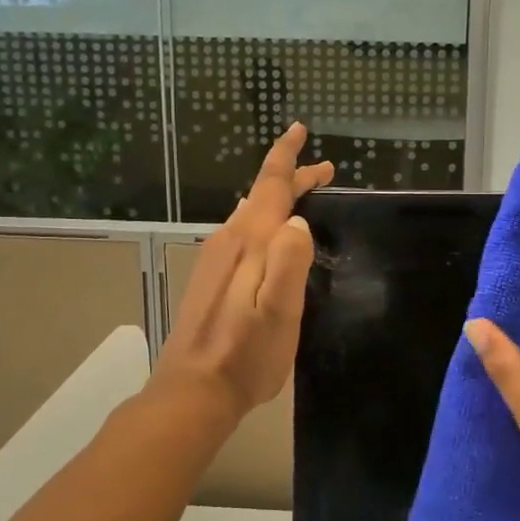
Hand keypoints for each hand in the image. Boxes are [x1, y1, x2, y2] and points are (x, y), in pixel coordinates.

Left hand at [148, 124, 333, 433]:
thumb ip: (289, 263)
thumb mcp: (278, 312)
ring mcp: (217, 259)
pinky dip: (267, 219)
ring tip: (305, 193)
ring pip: (254, 214)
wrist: (194, 391)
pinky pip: (245, 232)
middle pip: (263, 196)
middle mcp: (230, 241)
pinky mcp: (213, 277)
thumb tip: (298, 220)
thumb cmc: (245, 355)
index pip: (269, 186)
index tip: (298, 129)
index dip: (286, 156)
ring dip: (280, 199)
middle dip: (292, 177)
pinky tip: (272, 232)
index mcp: (249, 243)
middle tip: (326, 171)